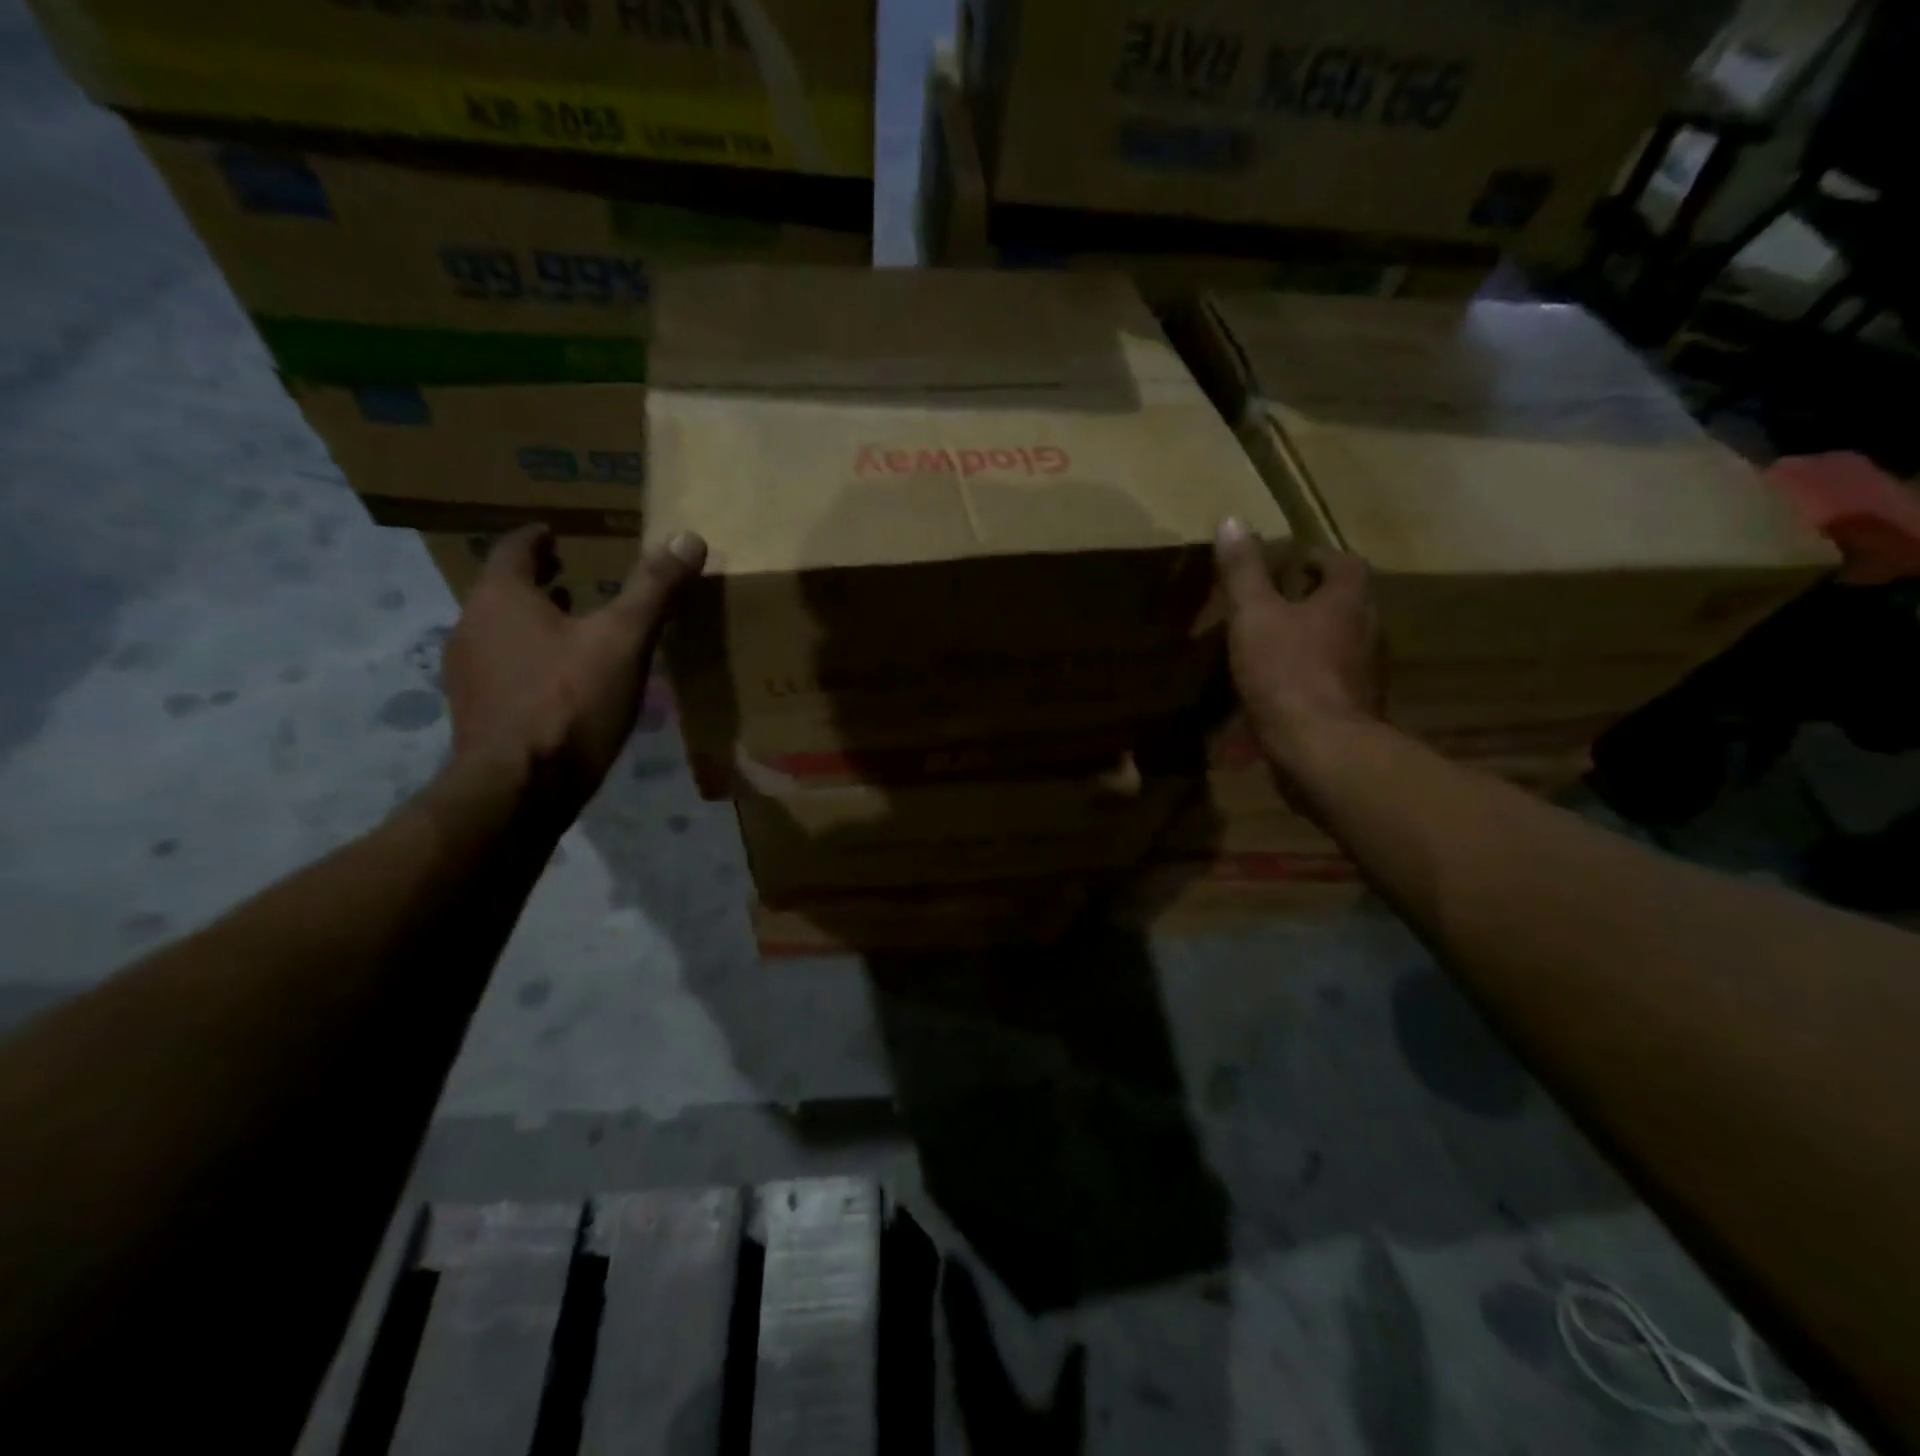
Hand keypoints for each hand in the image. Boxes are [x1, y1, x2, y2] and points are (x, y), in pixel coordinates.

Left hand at [442, 526, 706, 816]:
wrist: (520, 789)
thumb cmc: (570, 702)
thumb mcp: (625, 641)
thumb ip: (654, 589)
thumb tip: (689, 537)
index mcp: (501, 598)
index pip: (513, 549)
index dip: (536, 538)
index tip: (554, 534)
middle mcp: (470, 626)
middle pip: (503, 591)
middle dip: (538, 583)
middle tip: (572, 578)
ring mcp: (466, 673)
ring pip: (500, 632)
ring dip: (533, 623)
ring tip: (573, 629)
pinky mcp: (474, 712)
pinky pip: (502, 669)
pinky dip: (528, 661)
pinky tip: (561, 683)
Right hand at [1215, 517, 1381, 765]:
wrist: (1321, 749)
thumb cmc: (1287, 673)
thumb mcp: (1253, 616)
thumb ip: (1243, 572)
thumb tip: (1232, 520)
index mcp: (1348, 602)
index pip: (1344, 564)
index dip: (1317, 559)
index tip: (1290, 563)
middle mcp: (1367, 632)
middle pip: (1345, 605)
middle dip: (1312, 602)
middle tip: (1275, 604)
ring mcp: (1365, 675)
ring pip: (1338, 646)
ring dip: (1311, 642)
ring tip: (1271, 648)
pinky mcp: (1354, 710)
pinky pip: (1329, 683)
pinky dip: (1306, 681)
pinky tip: (1276, 694)